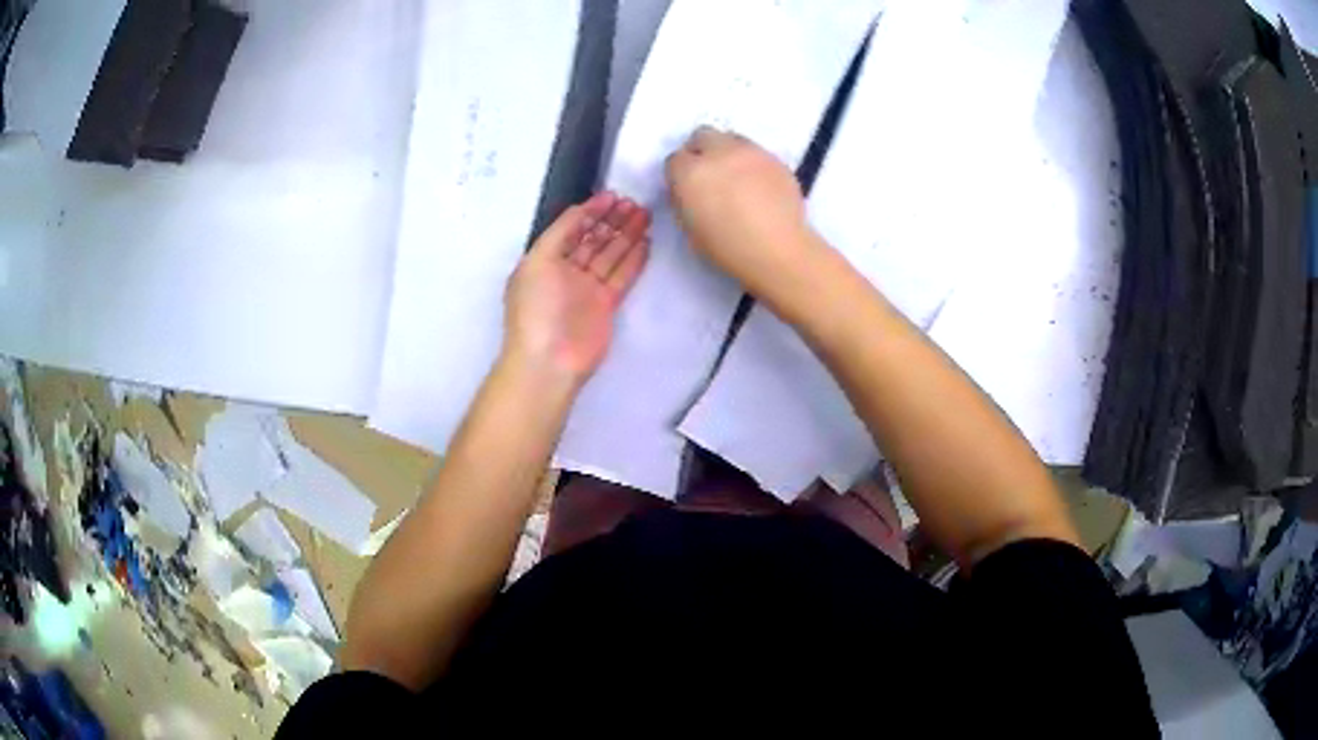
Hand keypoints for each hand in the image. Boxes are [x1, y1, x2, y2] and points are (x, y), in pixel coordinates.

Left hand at [503, 191, 651, 386]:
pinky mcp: (606, 305)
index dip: (591, 210)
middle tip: (634, 203)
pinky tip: (646, 242)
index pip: (571, 228)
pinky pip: (622, 276)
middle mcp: (566, 271)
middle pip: (593, 238)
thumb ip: (559, 232)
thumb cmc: (536, 308)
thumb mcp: (537, 261)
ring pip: (610, 254)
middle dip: (612, 220)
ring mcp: (587, 288)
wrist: (548, 360)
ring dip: (626, 234)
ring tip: (645, 215)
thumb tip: (580, 211)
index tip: (612, 196)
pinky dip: (634, 259)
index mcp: (545, 259)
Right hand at [665, 126, 815, 295]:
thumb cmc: (727, 248)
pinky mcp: (775, 159)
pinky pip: (756, 152)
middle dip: (701, 151)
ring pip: (731, 138)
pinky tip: (758, 185)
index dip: (680, 174)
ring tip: (736, 177)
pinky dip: (752, 163)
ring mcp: (750, 152)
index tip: (687, 188)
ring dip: (727, 152)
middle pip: (702, 135)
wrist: (778, 251)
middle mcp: (718, 153)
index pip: (675, 159)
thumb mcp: (689, 227)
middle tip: (709, 174)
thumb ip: (685, 199)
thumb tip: (690, 190)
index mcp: (690, 173)